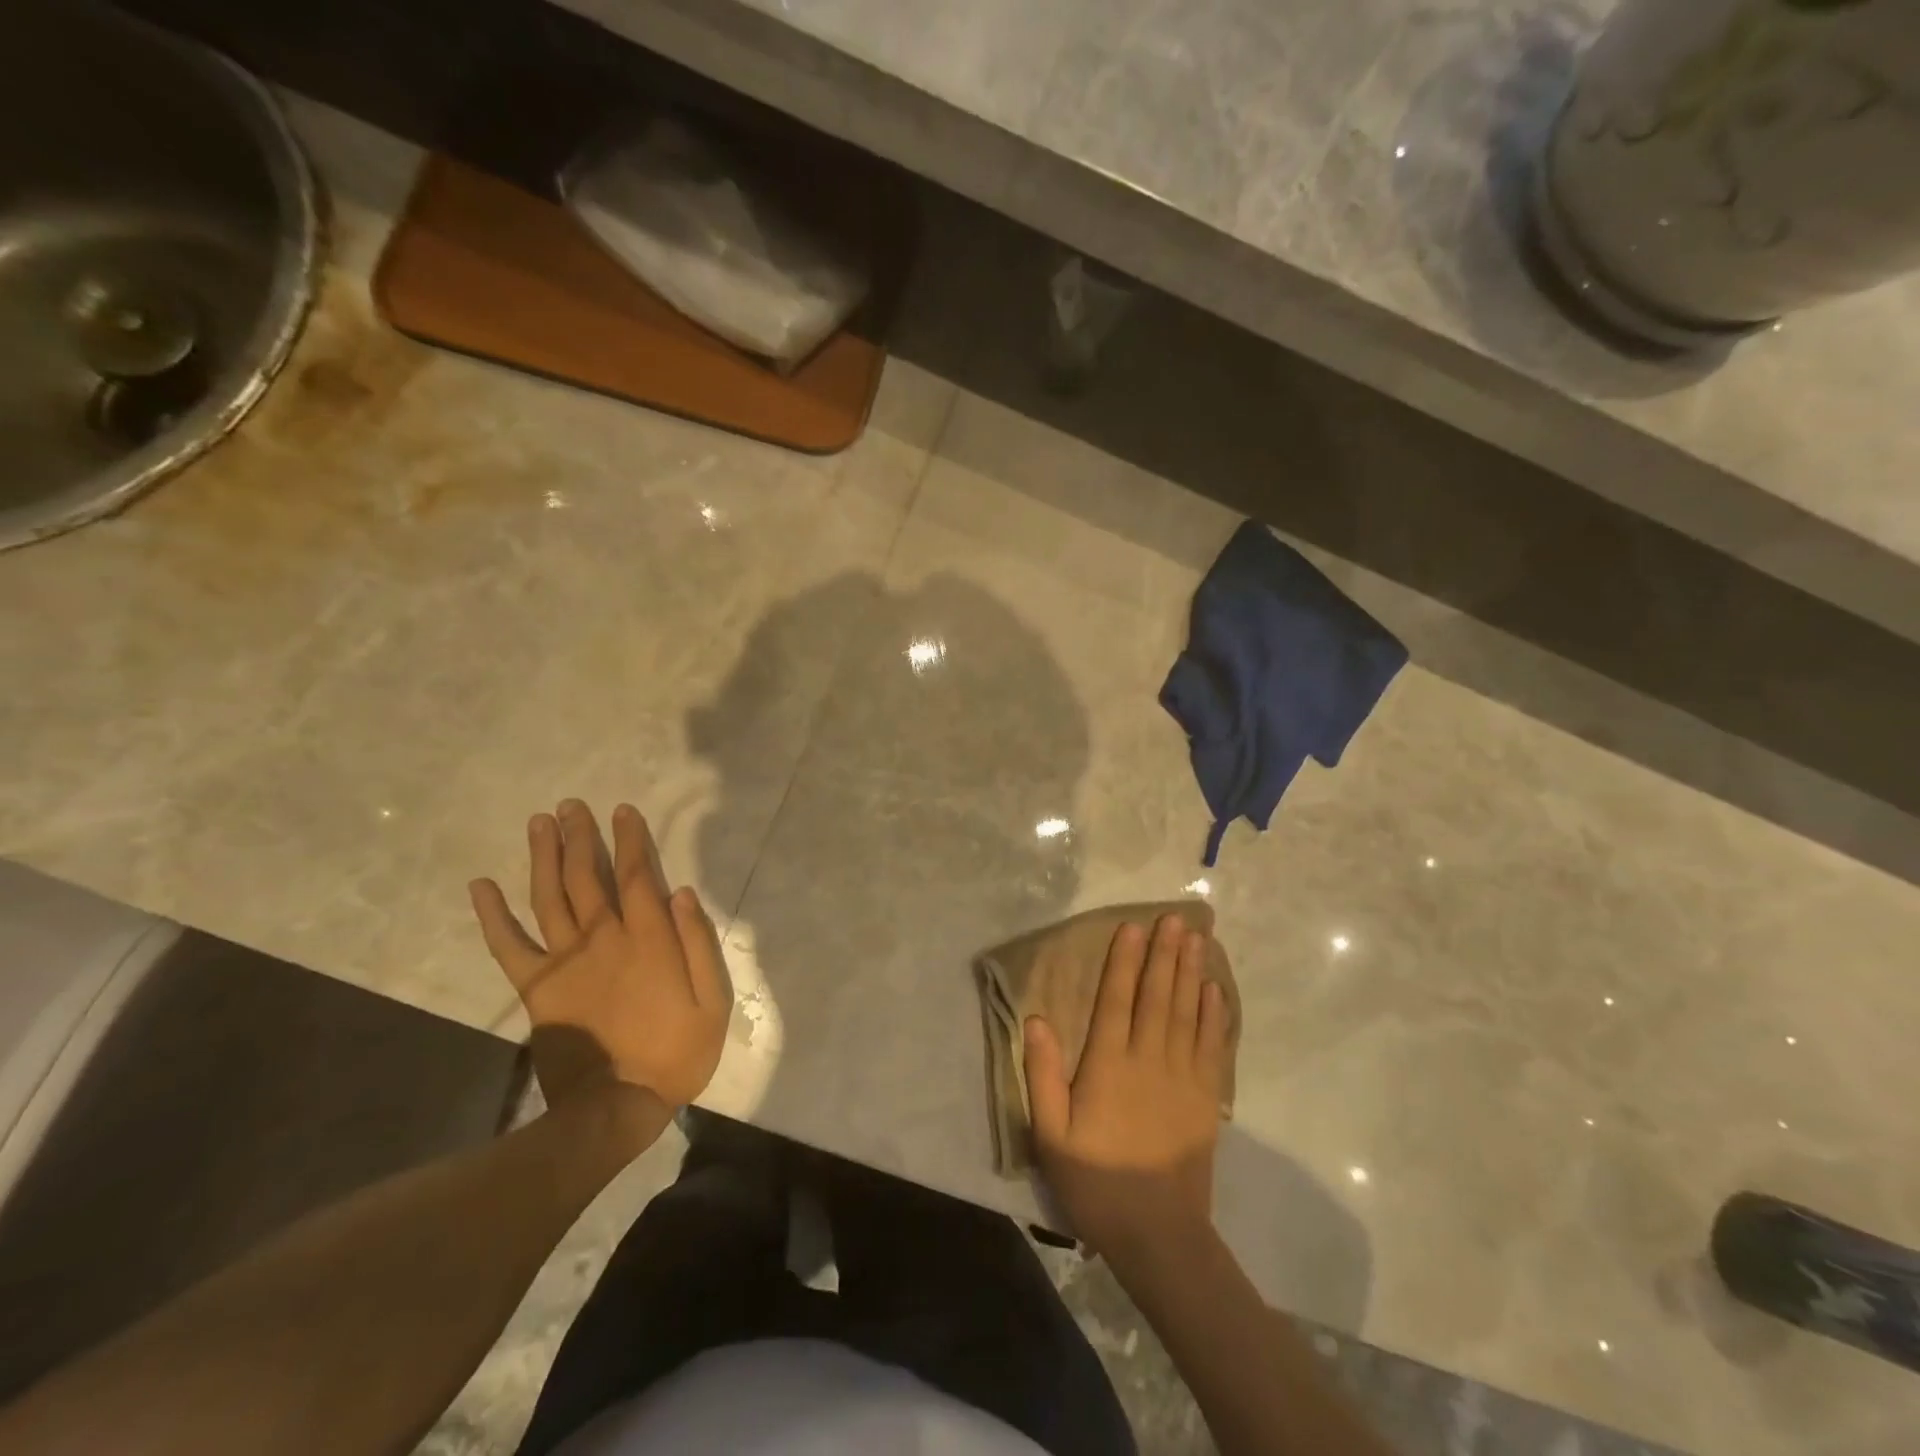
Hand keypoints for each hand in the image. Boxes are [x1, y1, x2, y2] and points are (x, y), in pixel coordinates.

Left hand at [469, 800, 729, 1113]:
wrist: (615, 1107)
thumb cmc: (675, 1052)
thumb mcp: (712, 1001)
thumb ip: (697, 944)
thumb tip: (682, 892)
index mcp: (648, 940)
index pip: (637, 876)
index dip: (630, 840)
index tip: (623, 810)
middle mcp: (603, 939)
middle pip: (588, 876)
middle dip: (581, 837)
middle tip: (572, 805)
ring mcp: (565, 961)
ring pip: (550, 897)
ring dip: (544, 856)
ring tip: (540, 822)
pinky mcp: (537, 987)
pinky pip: (508, 945)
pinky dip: (492, 915)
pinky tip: (481, 886)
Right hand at [1023, 913, 1231, 1268]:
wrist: (1159, 1234)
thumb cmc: (1097, 1182)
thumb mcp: (1052, 1135)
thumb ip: (1044, 1075)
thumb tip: (1036, 1019)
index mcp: (1109, 1065)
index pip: (1116, 999)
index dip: (1124, 960)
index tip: (1131, 927)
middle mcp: (1148, 1059)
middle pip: (1157, 995)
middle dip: (1164, 953)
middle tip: (1173, 917)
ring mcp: (1182, 1076)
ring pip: (1186, 1011)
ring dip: (1190, 971)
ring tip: (1195, 938)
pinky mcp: (1205, 1097)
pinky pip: (1210, 1044)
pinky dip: (1213, 1014)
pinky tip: (1214, 990)